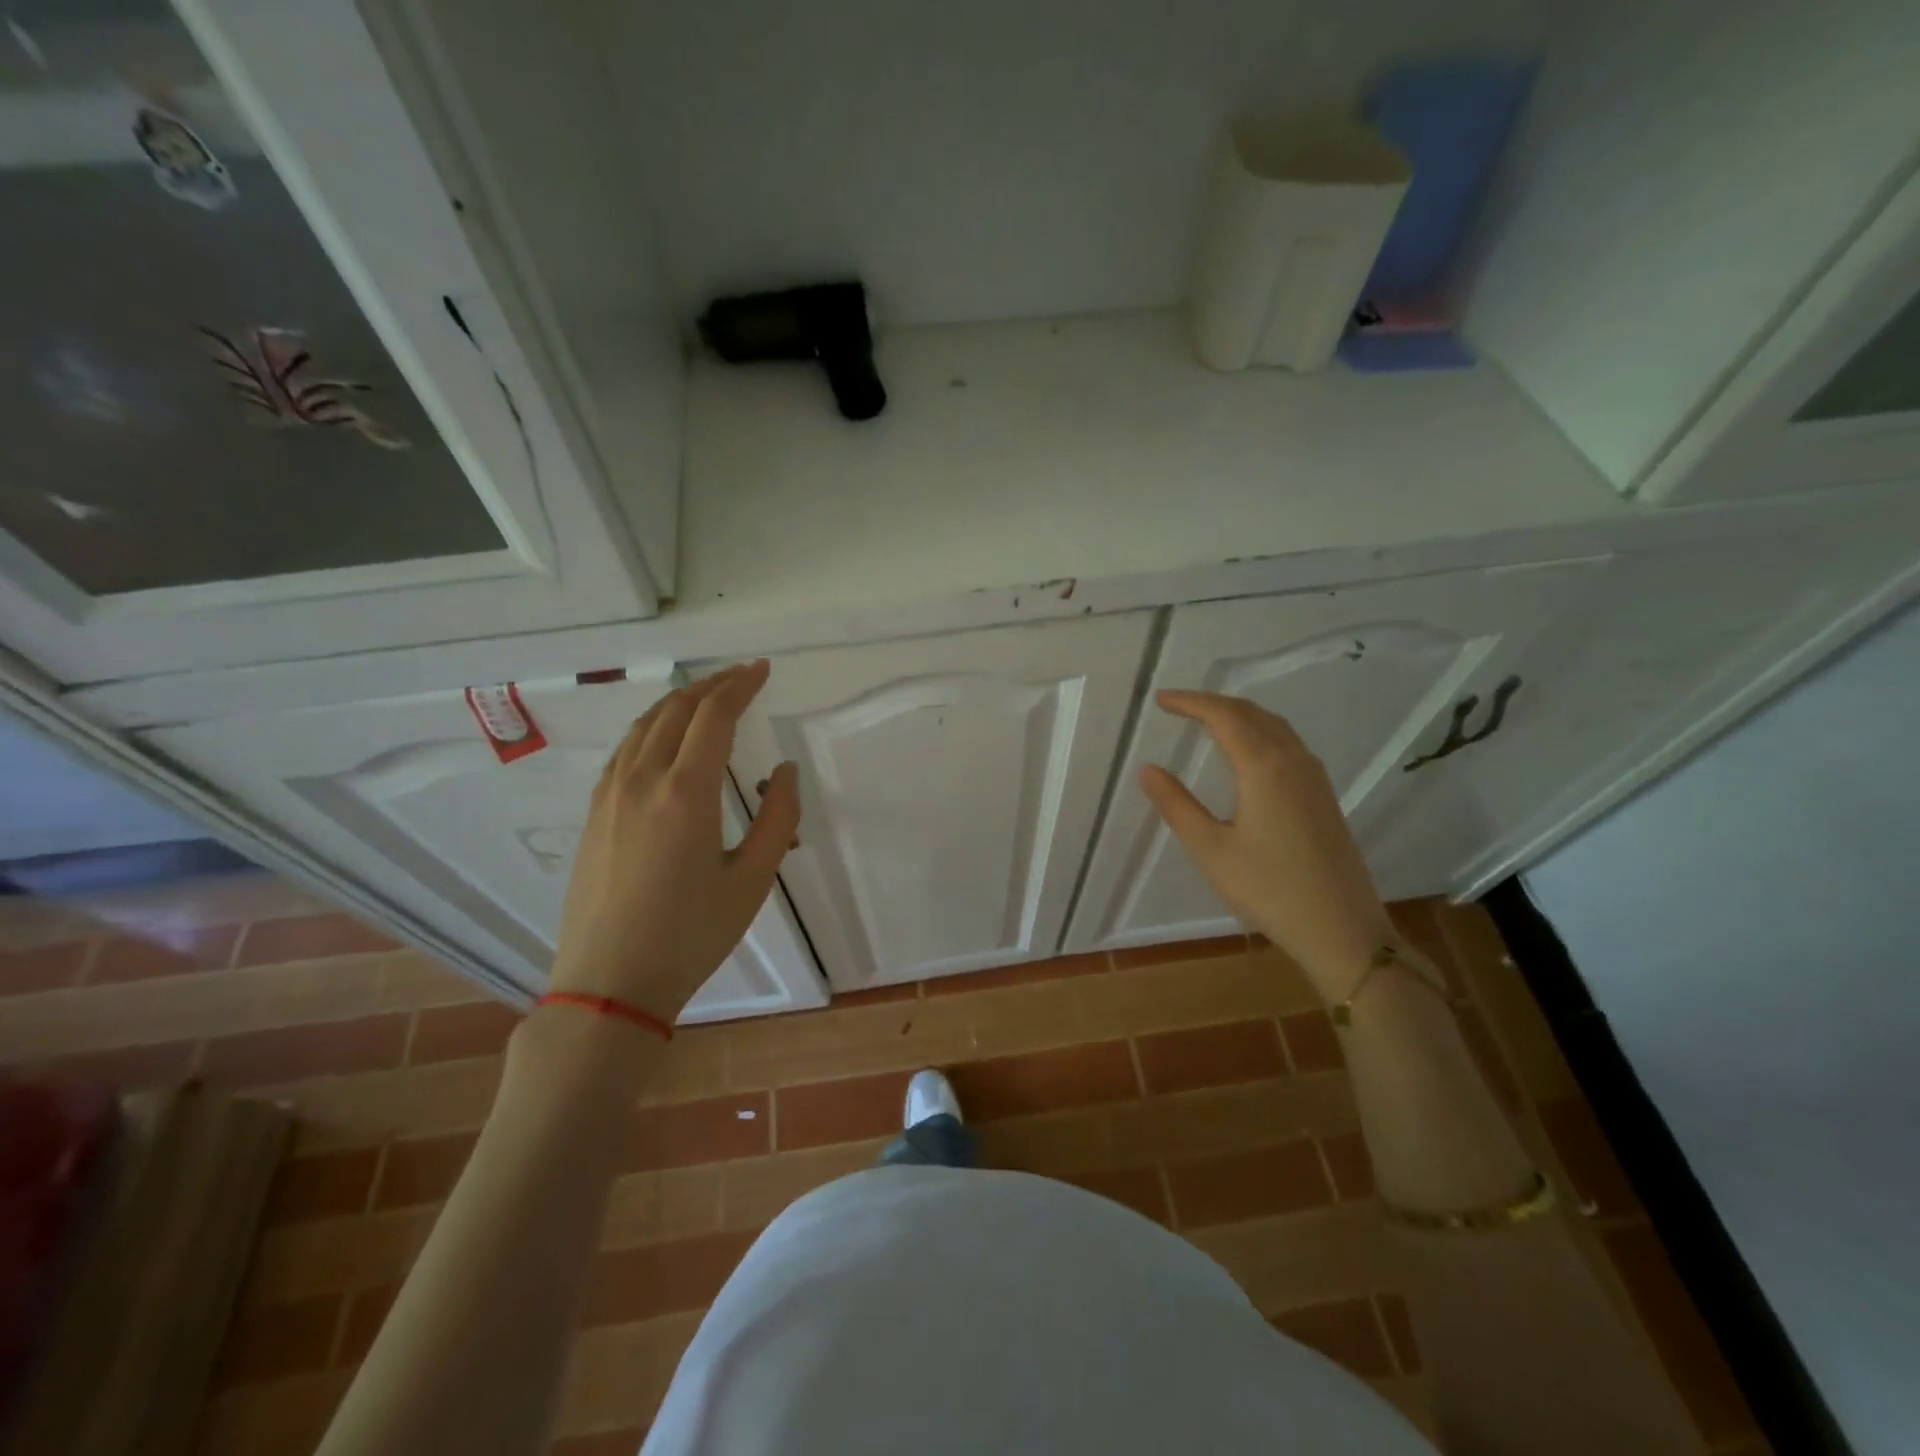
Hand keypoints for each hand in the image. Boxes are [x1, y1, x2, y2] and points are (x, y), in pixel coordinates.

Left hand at [550, 661, 799, 1023]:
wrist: (610, 984)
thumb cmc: (691, 935)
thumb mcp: (753, 880)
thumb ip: (778, 817)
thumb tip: (784, 770)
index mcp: (685, 793)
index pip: (713, 716)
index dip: (740, 686)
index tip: (762, 670)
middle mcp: (641, 780)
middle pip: (675, 710)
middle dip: (711, 685)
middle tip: (742, 678)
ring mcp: (609, 795)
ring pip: (643, 725)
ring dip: (679, 702)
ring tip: (708, 698)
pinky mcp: (593, 813)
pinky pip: (624, 749)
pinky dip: (652, 727)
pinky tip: (665, 739)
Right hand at [1138, 690, 1395, 1000]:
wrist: (1343, 929)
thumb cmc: (1270, 890)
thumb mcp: (1211, 850)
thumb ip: (1176, 805)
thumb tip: (1147, 769)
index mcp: (1264, 767)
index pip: (1224, 716)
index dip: (1190, 702)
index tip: (1160, 700)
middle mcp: (1294, 761)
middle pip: (1251, 713)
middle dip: (1212, 703)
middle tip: (1177, 706)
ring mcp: (1314, 777)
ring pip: (1274, 726)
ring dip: (1239, 714)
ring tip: (1207, 720)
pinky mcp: (1324, 795)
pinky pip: (1288, 743)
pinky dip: (1259, 731)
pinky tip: (1248, 751)